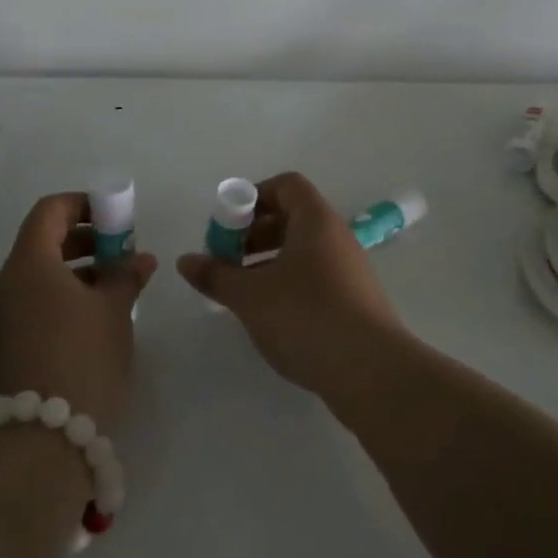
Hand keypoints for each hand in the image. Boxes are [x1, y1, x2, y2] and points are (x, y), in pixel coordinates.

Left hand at [0, 192, 156, 432]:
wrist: (43, 439)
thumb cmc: (83, 358)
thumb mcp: (113, 310)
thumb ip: (126, 275)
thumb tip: (140, 259)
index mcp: (28, 264)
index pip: (49, 210)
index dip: (83, 204)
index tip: (115, 216)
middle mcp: (7, 284)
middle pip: (43, 241)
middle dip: (86, 238)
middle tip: (122, 250)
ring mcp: (3, 316)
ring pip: (40, 274)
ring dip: (78, 268)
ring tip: (117, 284)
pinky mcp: (8, 343)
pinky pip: (35, 301)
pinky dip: (64, 294)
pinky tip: (97, 314)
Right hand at [176, 172, 406, 397]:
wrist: (371, 371)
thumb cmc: (306, 316)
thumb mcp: (250, 295)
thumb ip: (216, 275)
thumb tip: (185, 260)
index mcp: (316, 221)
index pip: (286, 186)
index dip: (253, 197)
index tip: (227, 226)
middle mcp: (337, 238)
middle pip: (292, 218)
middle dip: (253, 234)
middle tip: (227, 261)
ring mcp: (349, 271)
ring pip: (302, 252)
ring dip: (268, 263)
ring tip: (242, 293)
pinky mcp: (354, 302)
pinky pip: (315, 278)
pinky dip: (288, 285)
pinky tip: (270, 316)